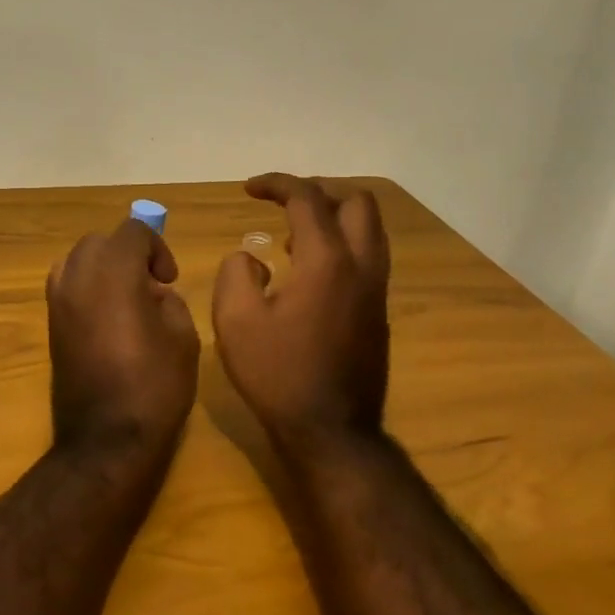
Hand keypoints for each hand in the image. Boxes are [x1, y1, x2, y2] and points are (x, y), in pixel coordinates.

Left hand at [47, 219, 200, 449]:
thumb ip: (169, 301)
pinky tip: (107, 317)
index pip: (132, 232)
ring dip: (102, 267)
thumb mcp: (183, 337)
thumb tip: (152, 293)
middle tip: (150, 285)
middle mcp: (78, 277)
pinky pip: (65, 286)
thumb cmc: (154, 386)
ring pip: (77, 260)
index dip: (157, 248)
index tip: (170, 279)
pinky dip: (86, 287)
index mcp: (114, 272)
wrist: (106, 439)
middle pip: (100, 241)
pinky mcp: (49, 325)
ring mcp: (57, 301)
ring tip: (125, 298)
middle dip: (127, 253)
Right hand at [212, 174, 389, 449]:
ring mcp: (376, 291)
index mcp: (327, 261)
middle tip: (284, 203)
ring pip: (370, 230)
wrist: (331, 431)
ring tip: (294, 234)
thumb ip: (236, 273)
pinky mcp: (378, 313)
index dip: (277, 184)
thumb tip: (251, 257)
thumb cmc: (278, 374)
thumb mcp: (235, 321)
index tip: (249, 189)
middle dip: (319, 191)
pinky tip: (308, 271)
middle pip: (357, 202)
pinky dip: (342, 245)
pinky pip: (367, 258)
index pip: (308, 199)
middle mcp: (361, 266)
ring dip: (335, 218)